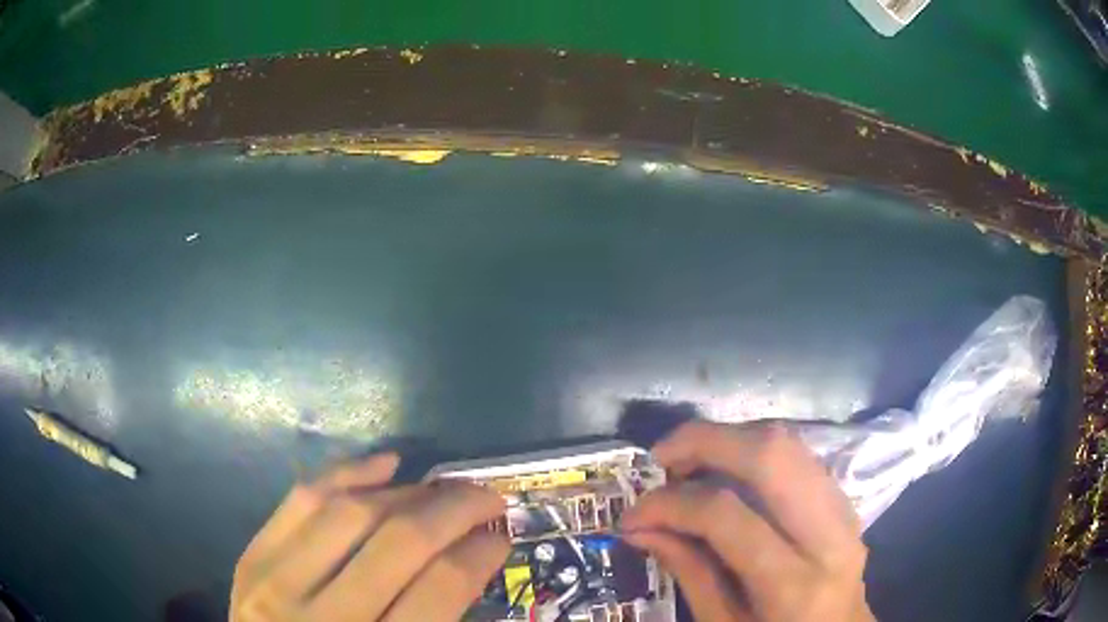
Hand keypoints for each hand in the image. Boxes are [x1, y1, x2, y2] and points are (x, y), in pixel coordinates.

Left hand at [230, 453, 508, 621]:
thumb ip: (436, 621)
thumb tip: (471, 562)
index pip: (438, 589)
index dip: (479, 554)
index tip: (501, 535)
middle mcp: (323, 619)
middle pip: (399, 543)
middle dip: (455, 510)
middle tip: (486, 499)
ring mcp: (275, 585)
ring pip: (350, 513)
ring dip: (409, 492)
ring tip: (442, 487)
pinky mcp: (251, 560)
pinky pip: (300, 501)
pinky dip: (346, 474)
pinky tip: (384, 465)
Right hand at [622, 421, 874, 621]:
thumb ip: (690, 574)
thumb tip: (642, 527)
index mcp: (794, 584)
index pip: (727, 516)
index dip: (670, 504)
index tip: (632, 513)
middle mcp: (829, 535)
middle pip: (771, 455)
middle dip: (706, 441)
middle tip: (660, 458)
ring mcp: (844, 510)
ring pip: (788, 443)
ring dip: (731, 438)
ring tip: (688, 461)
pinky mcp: (844, 500)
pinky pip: (799, 455)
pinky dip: (755, 450)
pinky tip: (728, 469)